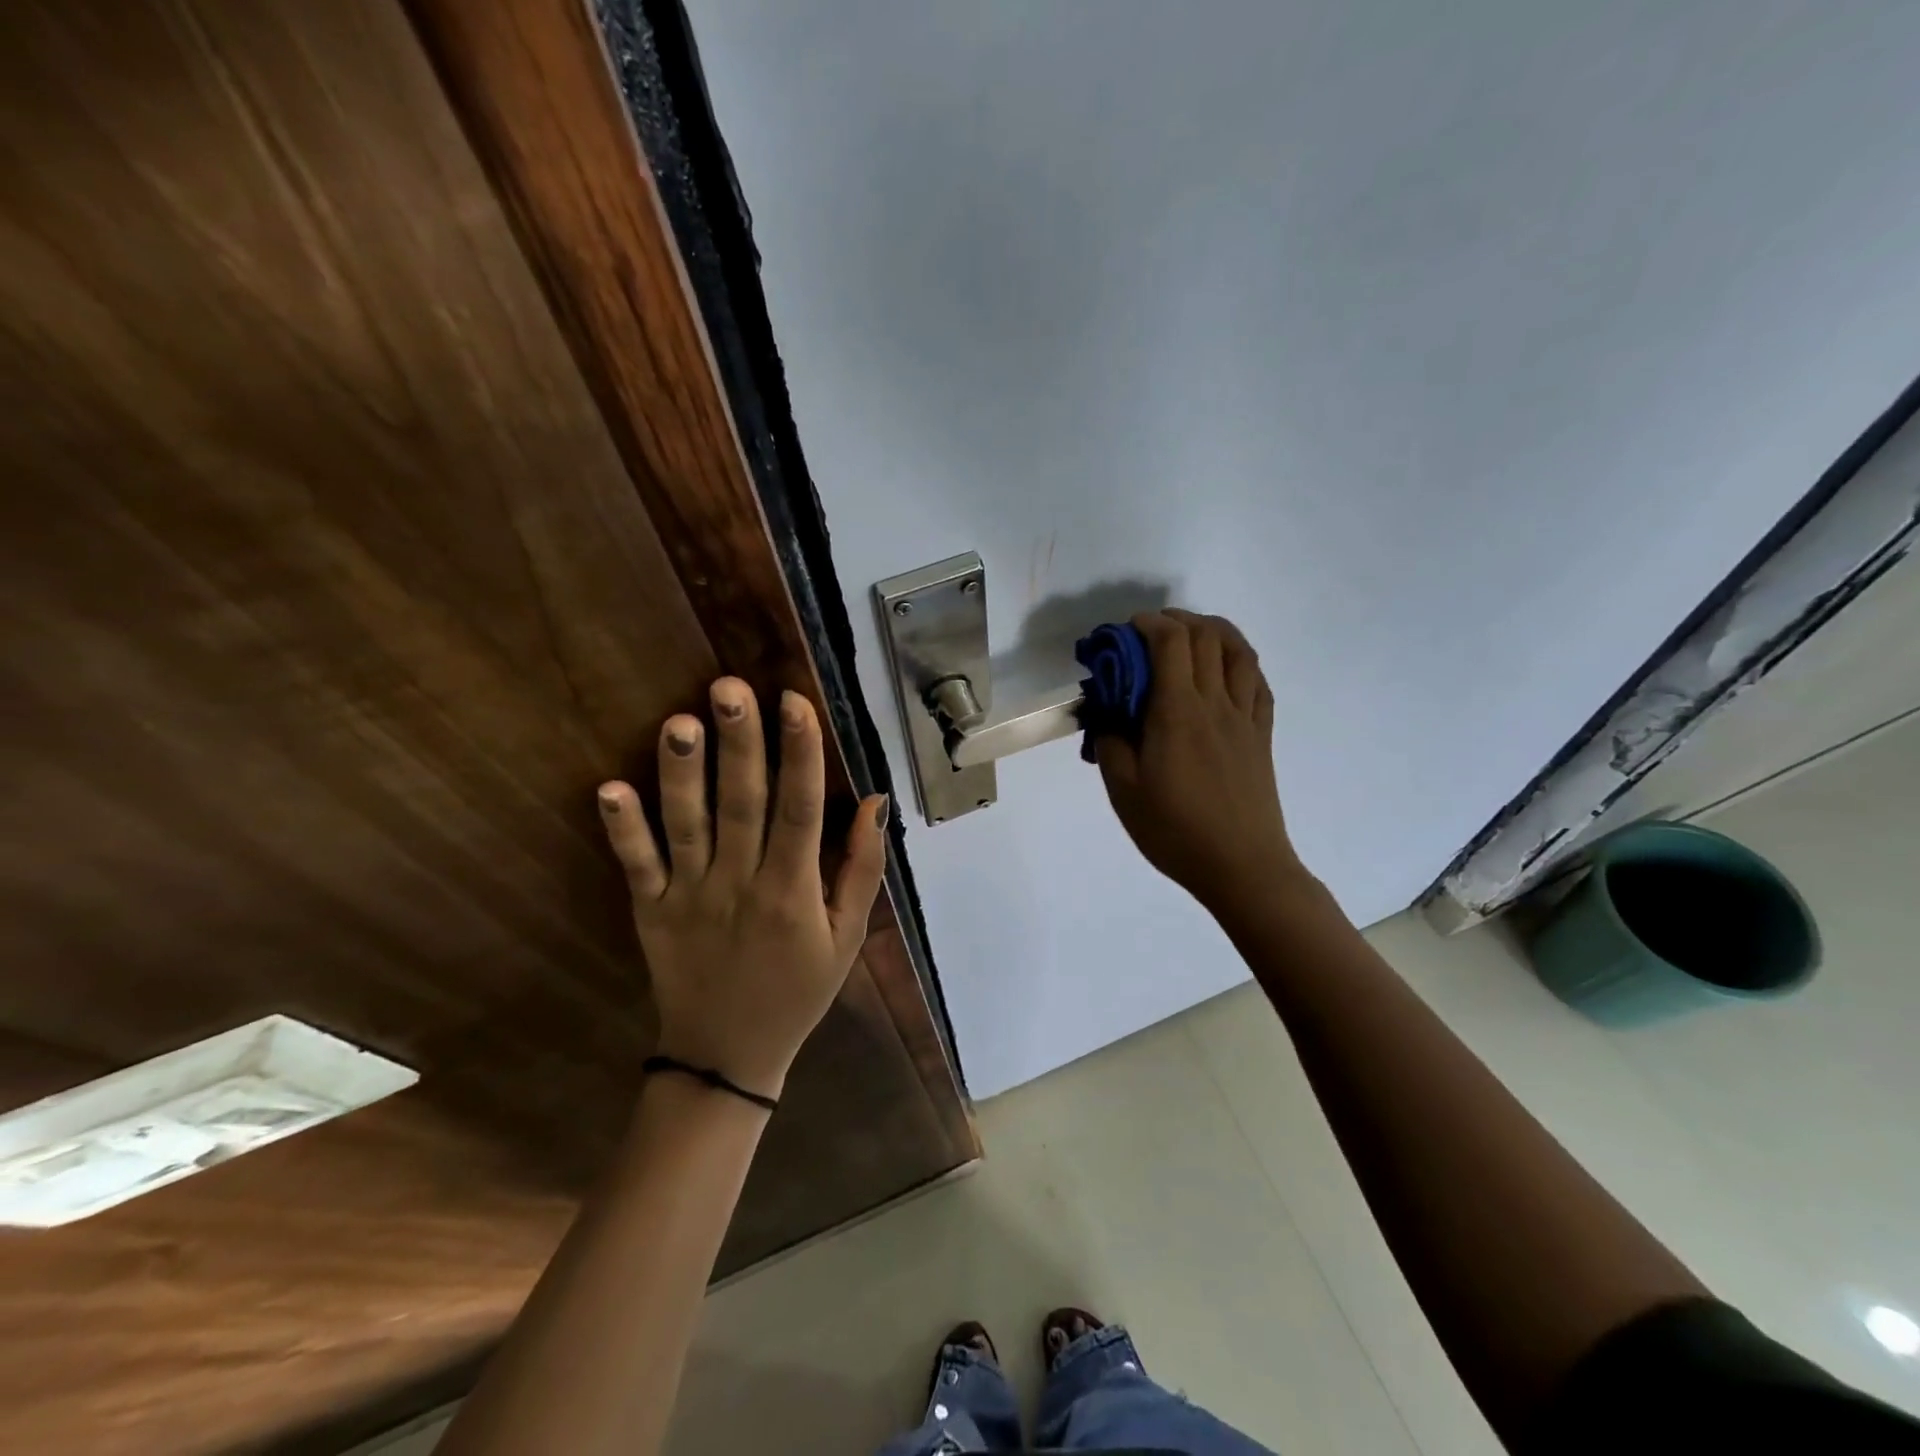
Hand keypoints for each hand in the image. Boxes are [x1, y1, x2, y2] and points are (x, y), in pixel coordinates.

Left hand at [596, 678, 888, 1101]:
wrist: (727, 1055)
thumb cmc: (798, 990)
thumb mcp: (848, 936)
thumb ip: (862, 869)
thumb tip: (874, 801)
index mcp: (793, 890)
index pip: (800, 809)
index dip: (800, 753)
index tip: (794, 701)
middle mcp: (741, 884)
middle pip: (742, 804)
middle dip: (739, 743)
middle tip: (729, 687)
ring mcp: (690, 897)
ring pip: (687, 826)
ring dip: (681, 773)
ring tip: (679, 721)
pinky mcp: (651, 911)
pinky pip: (637, 866)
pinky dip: (623, 829)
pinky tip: (609, 789)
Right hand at [1095, 610, 1302, 919]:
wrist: (1241, 866)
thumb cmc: (1175, 830)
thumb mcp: (1123, 790)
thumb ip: (1110, 742)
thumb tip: (1106, 714)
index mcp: (1178, 712)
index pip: (1170, 642)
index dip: (1148, 624)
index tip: (1124, 632)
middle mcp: (1216, 702)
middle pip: (1206, 636)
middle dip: (1175, 621)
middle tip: (1149, 633)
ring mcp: (1245, 716)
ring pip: (1239, 650)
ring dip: (1213, 631)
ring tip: (1189, 637)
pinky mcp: (1262, 734)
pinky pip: (1258, 681)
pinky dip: (1239, 660)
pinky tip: (1224, 670)